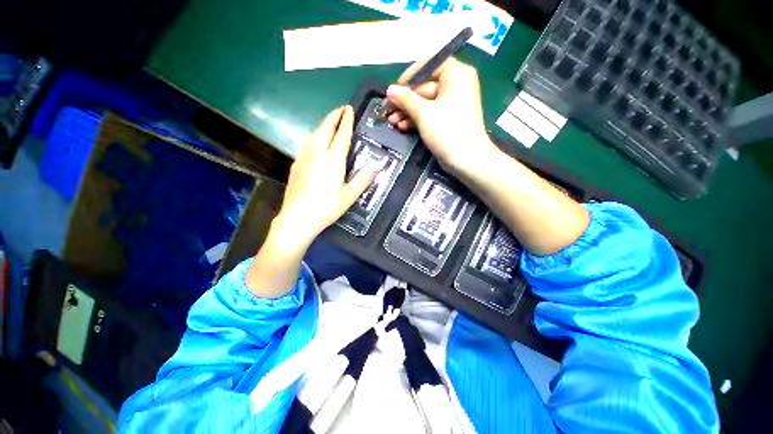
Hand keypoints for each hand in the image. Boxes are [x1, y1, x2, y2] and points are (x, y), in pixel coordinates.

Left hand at [274, 105, 378, 248]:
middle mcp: (317, 153)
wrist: (298, 218)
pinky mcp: (296, 165)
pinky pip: (306, 144)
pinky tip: (315, 142)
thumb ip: (363, 179)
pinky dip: (314, 136)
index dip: (346, 120)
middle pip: (324, 128)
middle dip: (333, 116)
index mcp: (333, 160)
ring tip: (329, 123)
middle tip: (340, 109)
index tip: (349, 108)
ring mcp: (304, 158)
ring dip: (322, 125)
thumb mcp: (350, 196)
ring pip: (313, 134)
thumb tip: (377, 166)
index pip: (341, 134)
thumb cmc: (327, 207)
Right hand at [385, 57, 499, 175]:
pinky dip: (416, 119)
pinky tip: (402, 126)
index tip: (396, 88)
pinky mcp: (447, 119)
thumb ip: (405, 99)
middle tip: (388, 110)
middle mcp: (456, 85)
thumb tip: (389, 90)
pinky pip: (430, 113)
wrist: (467, 160)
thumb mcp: (424, 113)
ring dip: (408, 111)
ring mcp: (452, 103)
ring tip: (392, 121)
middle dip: (405, 100)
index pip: (430, 63)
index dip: (410, 75)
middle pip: (425, 85)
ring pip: (425, 102)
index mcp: (456, 74)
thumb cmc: (447, 131)